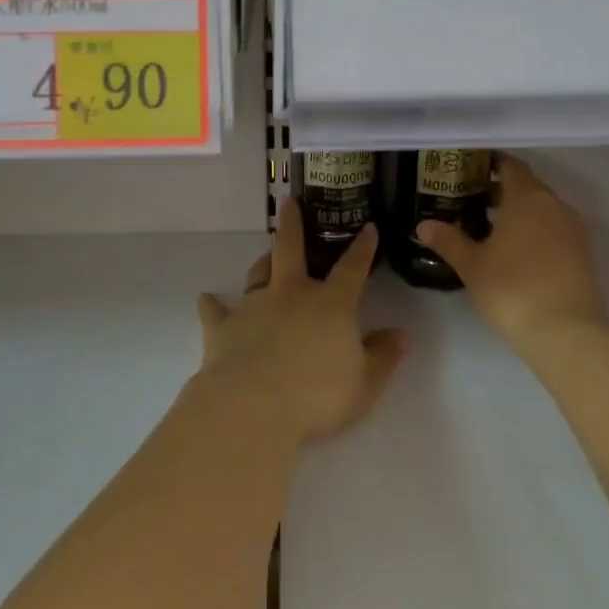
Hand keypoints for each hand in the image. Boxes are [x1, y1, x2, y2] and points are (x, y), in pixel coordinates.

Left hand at [197, 203, 407, 444]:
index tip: (368, 227)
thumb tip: (401, 335)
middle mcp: (292, 294)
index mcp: (331, 304)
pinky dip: (212, 304)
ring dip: (262, 262)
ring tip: (265, 256)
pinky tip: (206, 299)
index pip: (352, 268)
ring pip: (258, 274)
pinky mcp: (223, 327)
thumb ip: (383, 357)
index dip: (363, 248)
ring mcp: (254, 307)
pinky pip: (215, 310)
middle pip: (291, 250)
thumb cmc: (317, 395)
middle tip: (289, 202)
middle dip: (293, 224)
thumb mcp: (364, 383)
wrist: (253, 406)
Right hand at [415, 155, 605, 348]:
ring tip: (492, 227)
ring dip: (521, 211)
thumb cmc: (511, 289)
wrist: (566, 333)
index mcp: (527, 197)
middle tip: (473, 199)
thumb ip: (448, 240)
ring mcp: (573, 229)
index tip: (470, 170)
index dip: (491, 164)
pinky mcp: (584, 253)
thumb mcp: (472, 265)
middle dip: (503, 189)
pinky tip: (517, 251)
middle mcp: (554, 204)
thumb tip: (424, 224)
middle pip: (528, 185)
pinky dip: (537, 230)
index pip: (510, 166)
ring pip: (543, 208)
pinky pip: (555, 229)